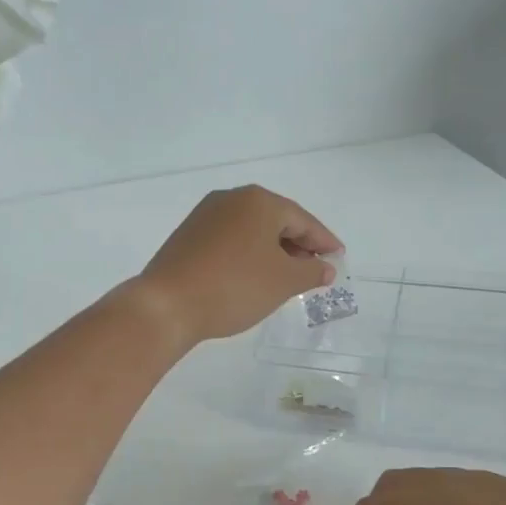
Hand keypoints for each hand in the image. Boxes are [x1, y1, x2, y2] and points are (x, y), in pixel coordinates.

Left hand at [131, 185, 341, 347]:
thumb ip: (311, 271)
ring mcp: (205, 216)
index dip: (324, 241)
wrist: (167, 304)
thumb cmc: (234, 287)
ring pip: (251, 231)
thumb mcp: (283, 282)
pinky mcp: (188, 236)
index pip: (303, 220)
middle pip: (276, 221)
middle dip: (298, 245)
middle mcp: (231, 199)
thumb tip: (325, 267)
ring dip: (273, 251)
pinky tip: (253, 276)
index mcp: (259, 201)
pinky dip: (248, 255)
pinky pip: (230, 240)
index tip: (338, 258)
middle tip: (315, 269)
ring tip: (287, 277)